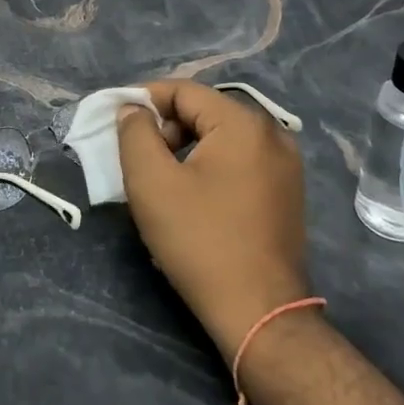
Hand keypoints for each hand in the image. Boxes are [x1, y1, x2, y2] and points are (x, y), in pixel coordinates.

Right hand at [117, 80, 311, 360]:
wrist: (259, 313)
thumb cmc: (200, 241)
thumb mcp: (151, 182)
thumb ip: (135, 133)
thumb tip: (133, 110)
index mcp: (243, 124)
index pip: (184, 90)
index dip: (144, 100)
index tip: (117, 121)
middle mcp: (272, 134)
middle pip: (204, 111)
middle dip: (165, 126)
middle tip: (139, 157)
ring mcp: (285, 165)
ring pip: (221, 137)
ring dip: (185, 147)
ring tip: (161, 179)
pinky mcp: (286, 192)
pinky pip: (239, 160)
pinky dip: (209, 165)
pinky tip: (192, 196)